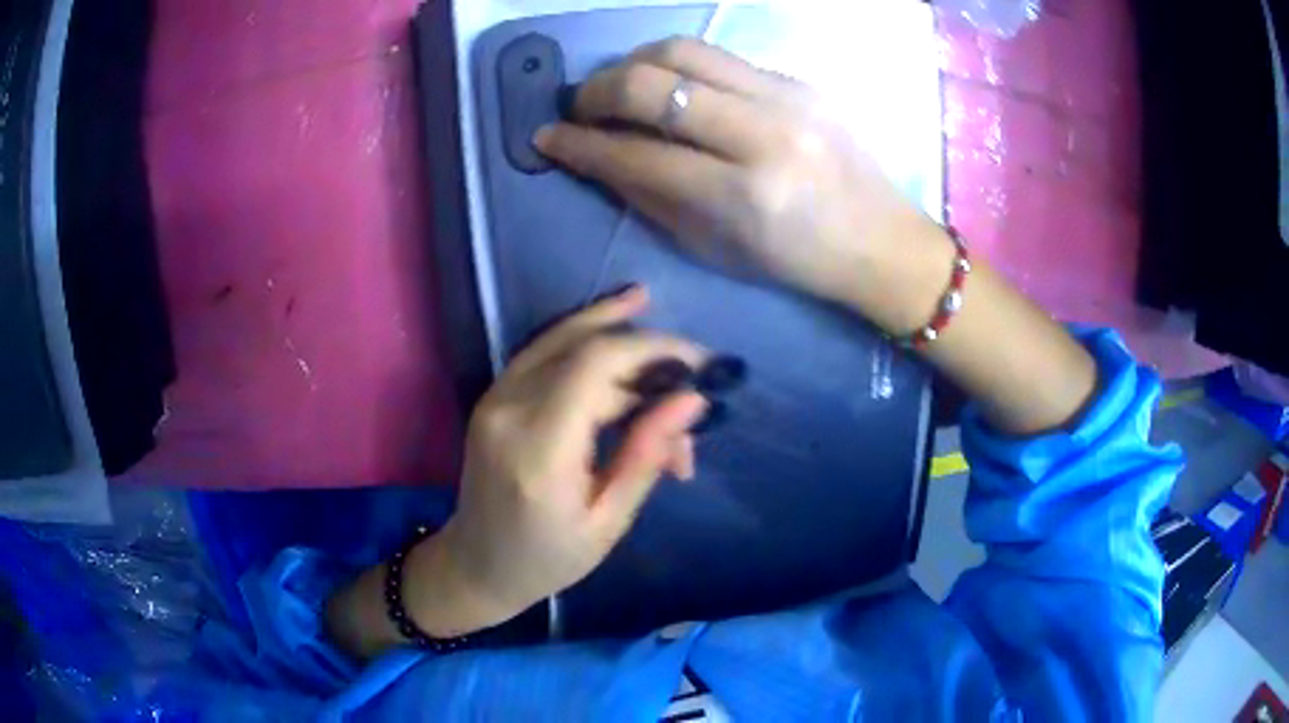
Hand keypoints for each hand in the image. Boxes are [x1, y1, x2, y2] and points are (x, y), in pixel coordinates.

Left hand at [411, 286, 709, 632]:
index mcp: (539, 451)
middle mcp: (509, 410)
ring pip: (558, 337)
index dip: (653, 350)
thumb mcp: (609, 521)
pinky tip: (608, 318)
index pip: (597, 367)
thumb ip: (646, 455)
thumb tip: (692, 399)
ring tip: (646, 300)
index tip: (700, 365)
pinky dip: (579, 332)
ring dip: (607, 321)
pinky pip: (542, 351)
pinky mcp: (494, 396)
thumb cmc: (549, 558)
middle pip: (581, 347)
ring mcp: (495, 398)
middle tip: (690, 366)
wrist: (478, 564)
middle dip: (643, 347)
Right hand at [532, 37, 939, 321]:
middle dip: (597, 91)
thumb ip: (651, 197)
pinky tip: (672, 91)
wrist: (881, 239)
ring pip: (682, 50)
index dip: (580, 144)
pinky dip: (678, 69)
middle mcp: (764, 134)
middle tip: (580, 108)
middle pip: (653, 84)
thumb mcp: (716, 248)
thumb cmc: (797, 261)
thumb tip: (597, 156)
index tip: (547, 138)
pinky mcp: (798, 80)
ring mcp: (787, 97)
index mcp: (744, 197)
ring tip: (618, 89)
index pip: (637, 154)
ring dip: (632, 64)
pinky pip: (718, 59)